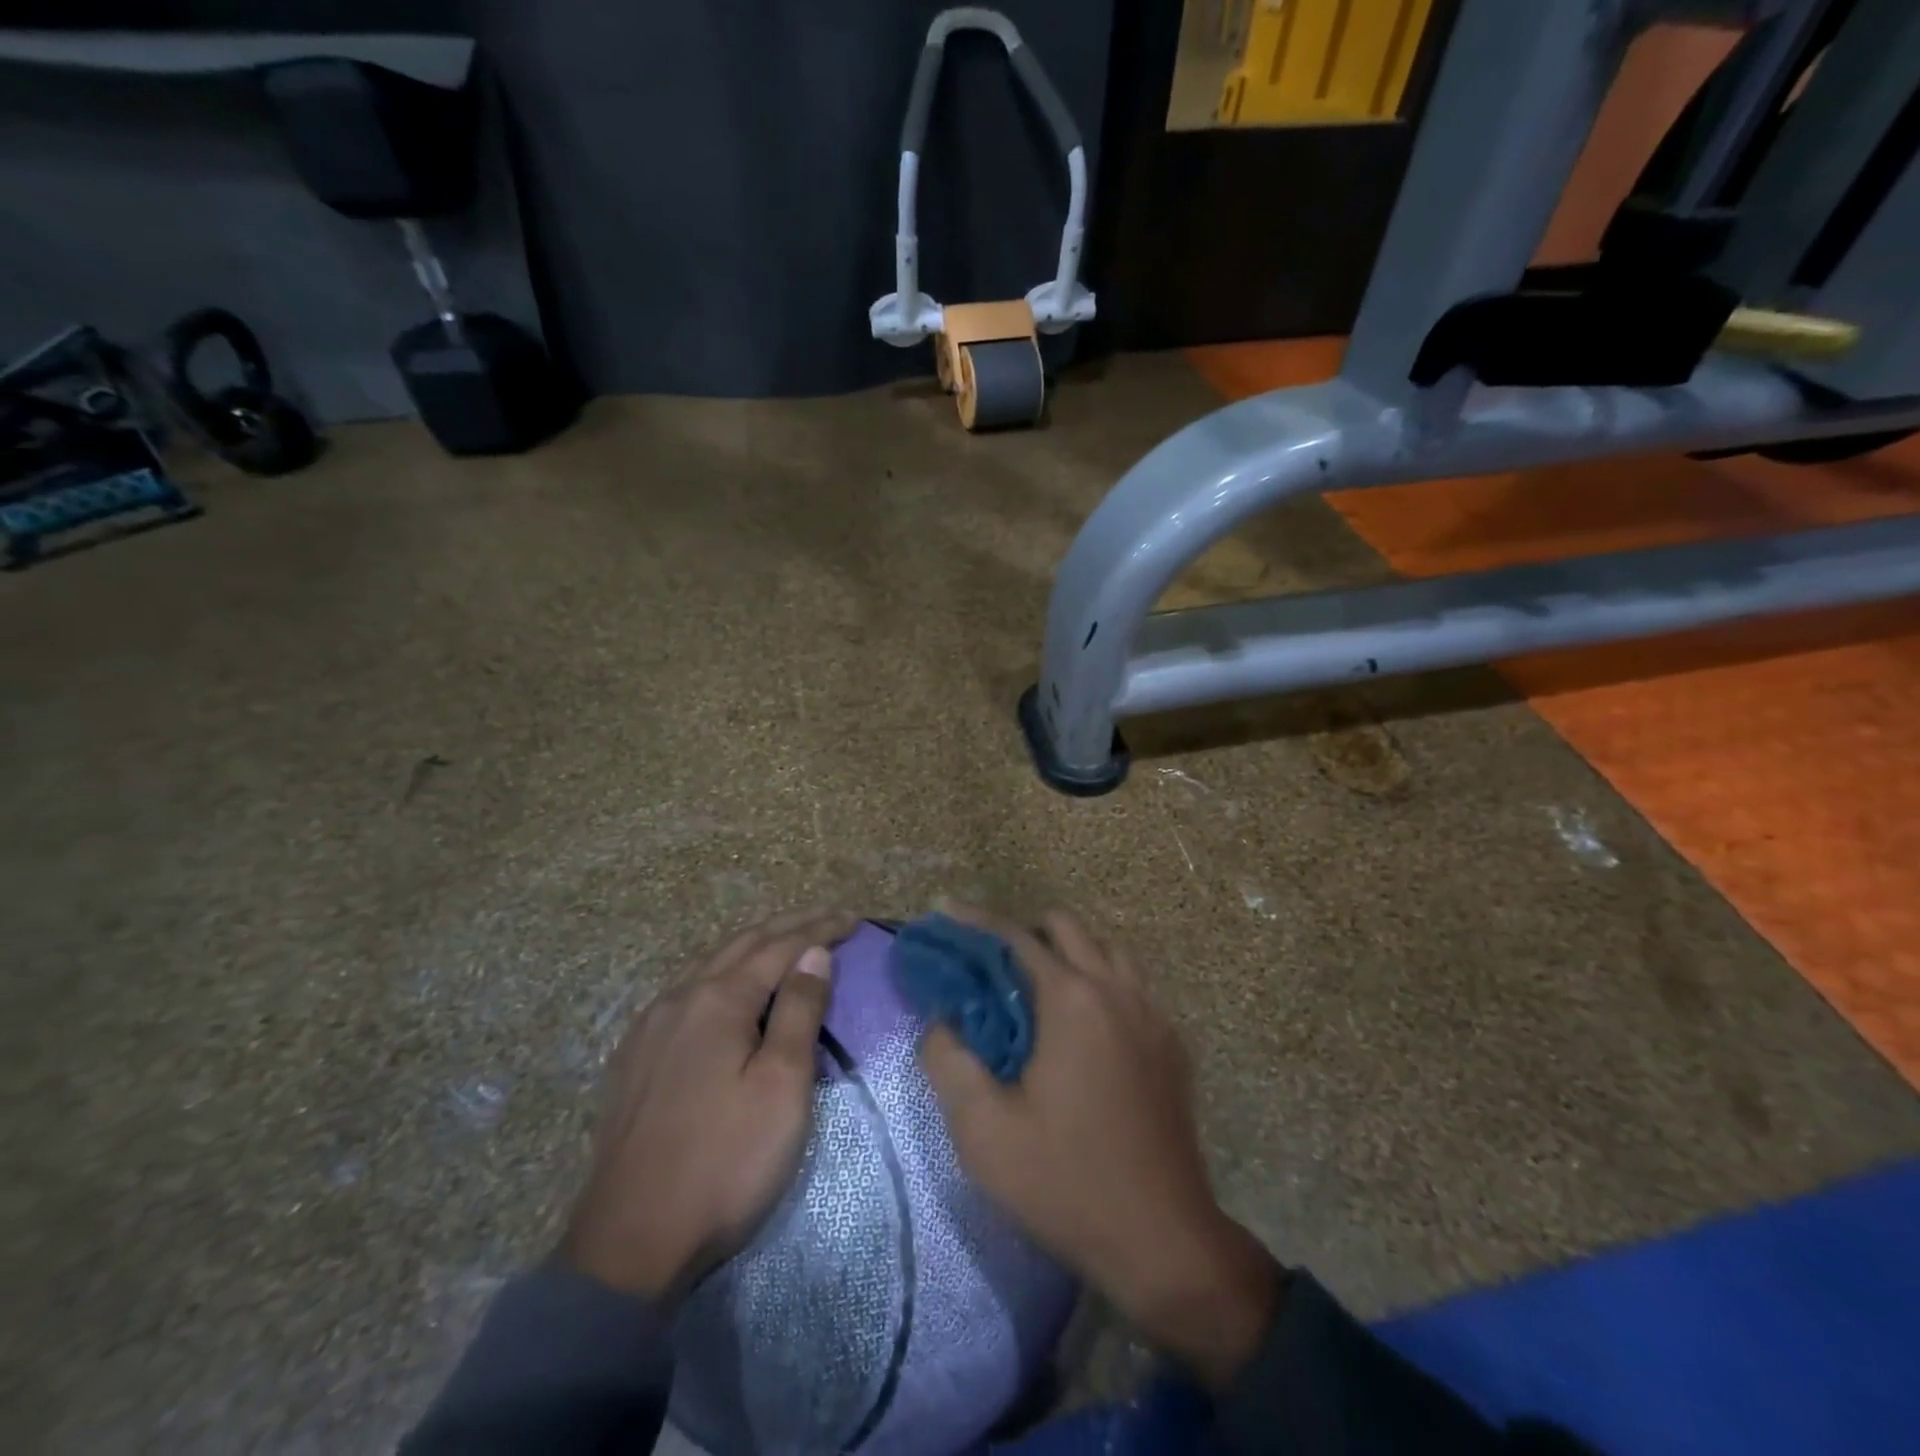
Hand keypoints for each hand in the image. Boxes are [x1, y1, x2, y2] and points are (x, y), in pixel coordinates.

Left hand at [559, 907, 857, 1302]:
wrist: (629, 1243)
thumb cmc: (725, 1162)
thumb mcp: (781, 1086)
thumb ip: (799, 1011)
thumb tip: (814, 952)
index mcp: (718, 999)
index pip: (780, 946)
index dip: (819, 928)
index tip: (853, 918)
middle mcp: (679, 998)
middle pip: (742, 944)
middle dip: (789, 926)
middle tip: (828, 916)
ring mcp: (650, 1026)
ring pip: (710, 964)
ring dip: (754, 945)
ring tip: (786, 941)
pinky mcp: (635, 1056)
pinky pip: (687, 990)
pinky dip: (723, 972)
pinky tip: (727, 986)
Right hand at [919, 905, 1283, 1388]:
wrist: (1162, 1242)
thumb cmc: (1064, 1182)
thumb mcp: (982, 1129)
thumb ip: (948, 1059)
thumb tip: (941, 1021)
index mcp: (1072, 1000)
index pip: (1015, 937)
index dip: (975, 921)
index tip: (945, 912)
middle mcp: (1116, 990)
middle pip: (1066, 928)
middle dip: (1023, 930)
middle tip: (989, 962)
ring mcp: (1152, 1014)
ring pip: (1105, 950)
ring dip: (1066, 952)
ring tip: (1034, 988)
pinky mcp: (1171, 1044)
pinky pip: (1130, 986)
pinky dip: (1098, 981)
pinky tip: (1080, 1027)